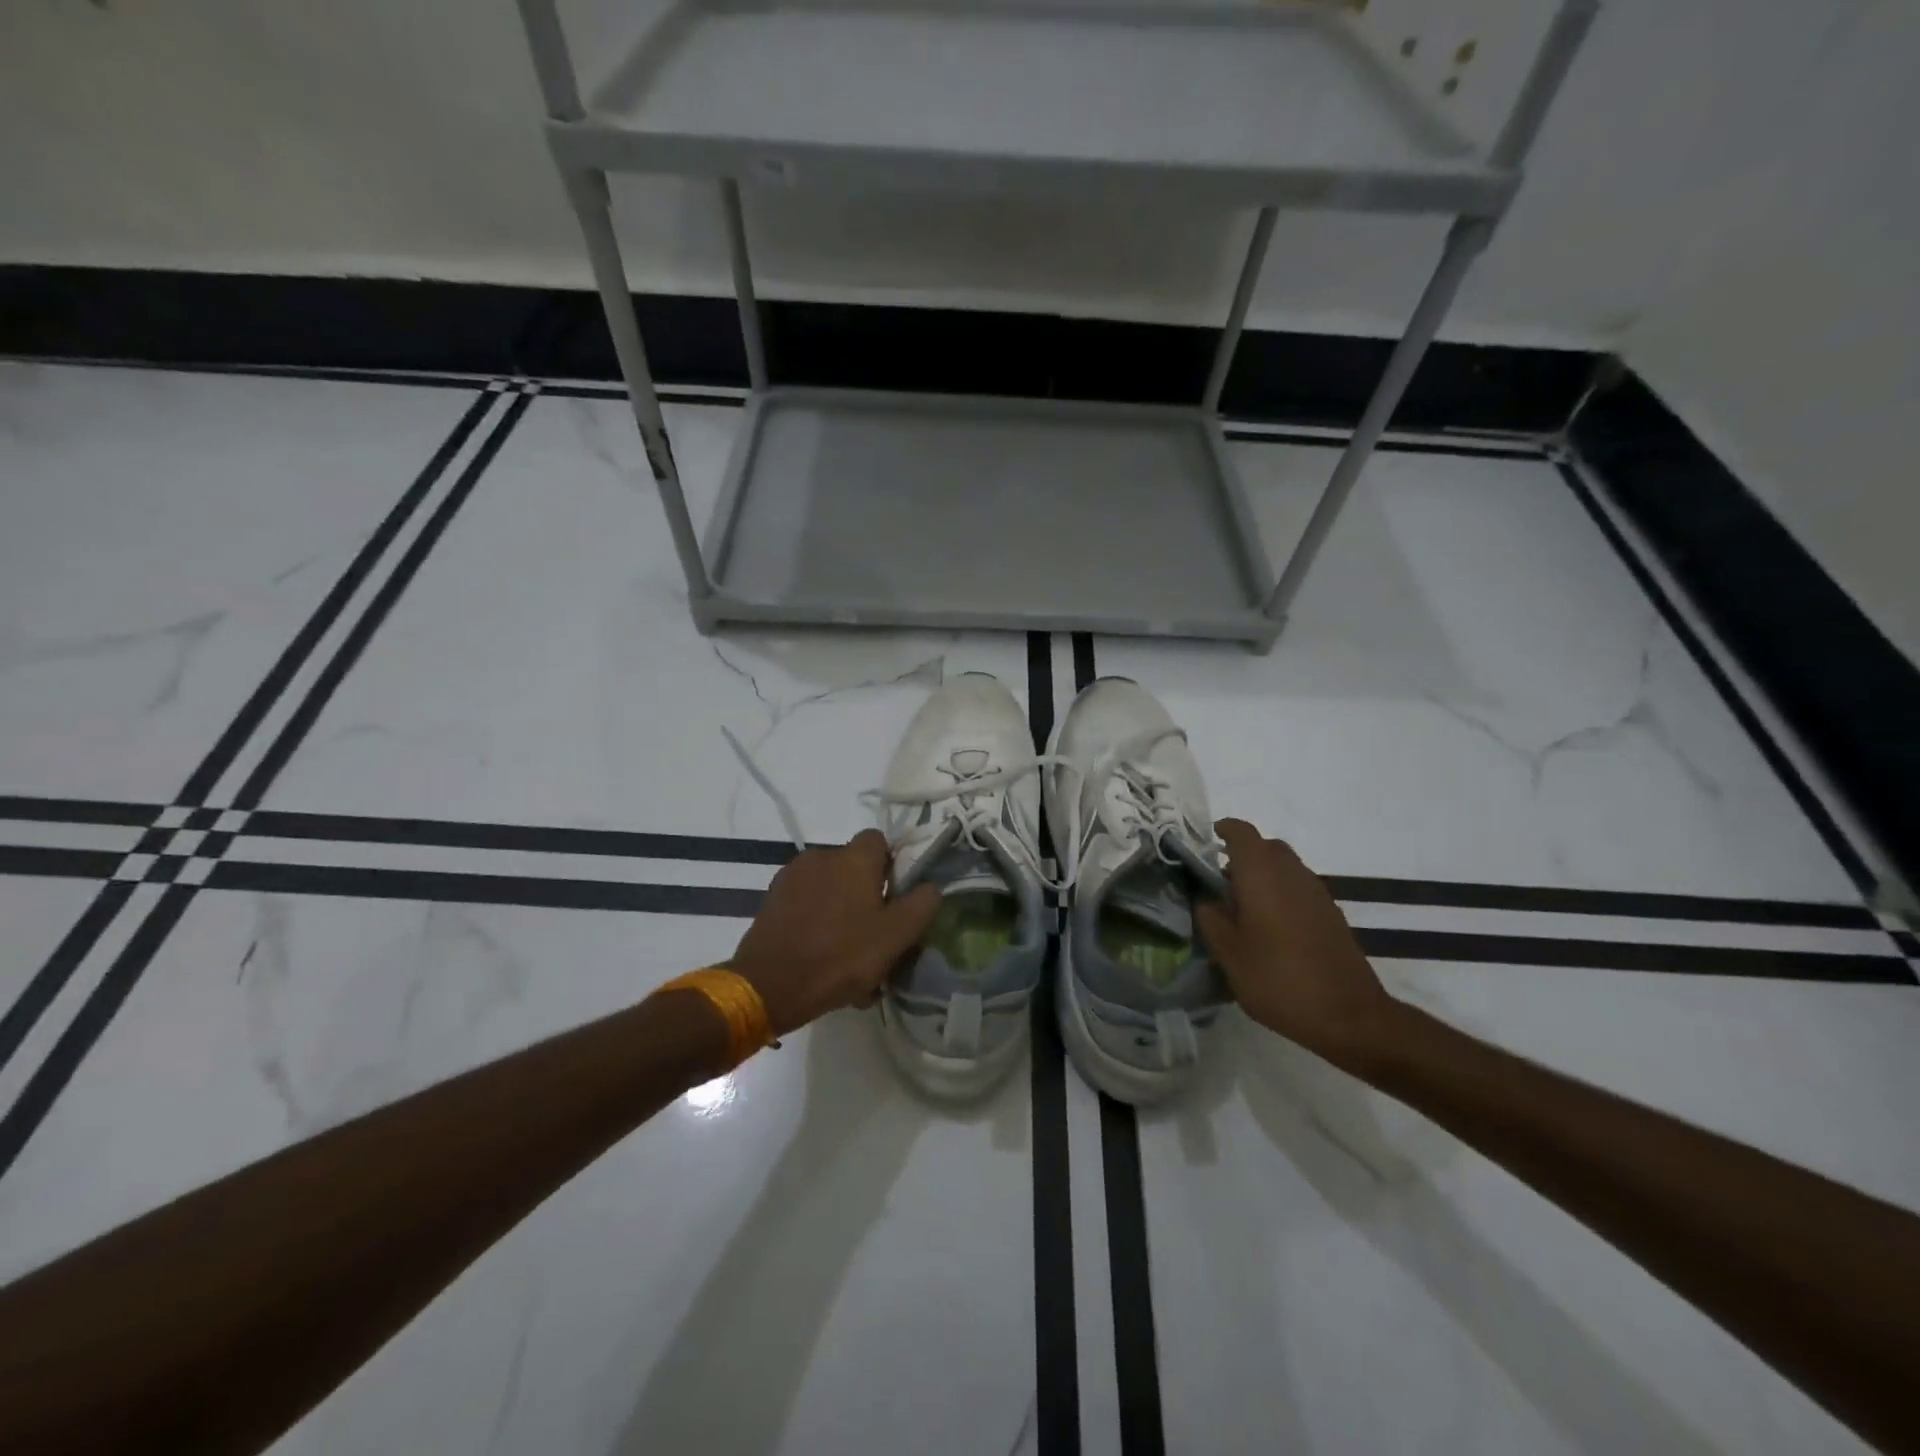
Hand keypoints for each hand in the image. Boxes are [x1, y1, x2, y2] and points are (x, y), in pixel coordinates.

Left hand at [729, 829, 941, 1037]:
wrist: (770, 985)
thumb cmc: (841, 956)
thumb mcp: (896, 935)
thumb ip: (921, 904)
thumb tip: (930, 886)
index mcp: (854, 858)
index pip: (879, 841)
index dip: (891, 866)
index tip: (894, 898)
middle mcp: (822, 856)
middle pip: (853, 867)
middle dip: (865, 894)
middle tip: (873, 933)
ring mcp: (792, 876)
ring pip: (829, 887)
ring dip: (840, 910)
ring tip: (845, 952)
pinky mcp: (772, 899)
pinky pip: (805, 903)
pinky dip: (816, 921)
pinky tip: (820, 955)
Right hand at [1196, 819, 1400, 1071]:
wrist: (1349, 1016)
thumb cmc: (1278, 979)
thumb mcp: (1228, 953)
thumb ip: (1210, 918)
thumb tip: (1206, 898)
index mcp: (1261, 873)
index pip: (1241, 832)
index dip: (1222, 830)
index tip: (1205, 842)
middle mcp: (1291, 872)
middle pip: (1265, 847)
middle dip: (1241, 856)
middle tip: (1218, 882)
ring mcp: (1316, 892)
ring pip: (1284, 867)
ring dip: (1262, 876)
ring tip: (1242, 909)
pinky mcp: (1331, 913)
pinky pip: (1298, 888)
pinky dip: (1281, 894)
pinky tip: (1271, 928)